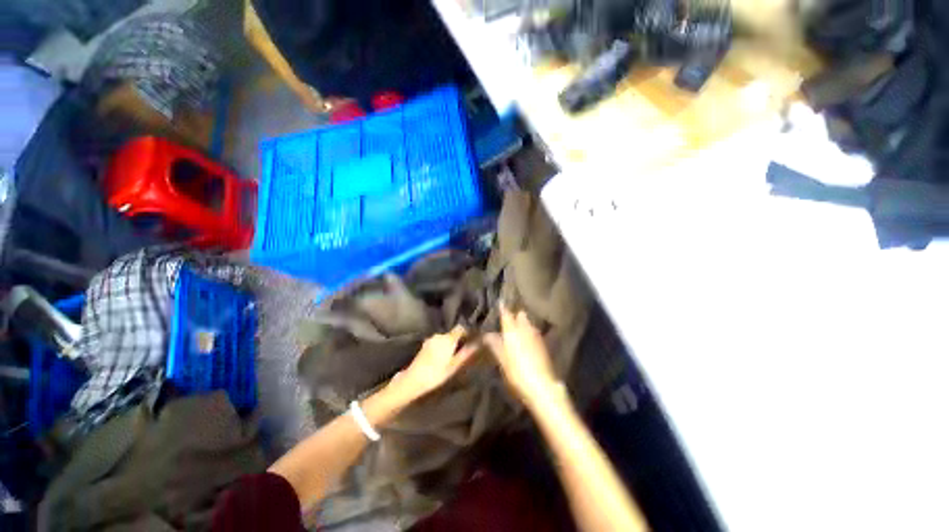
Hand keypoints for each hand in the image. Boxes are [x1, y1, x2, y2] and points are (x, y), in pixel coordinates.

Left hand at [393, 326, 478, 399]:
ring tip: (457, 356)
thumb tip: (479, 343)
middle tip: (468, 351)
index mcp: (447, 339)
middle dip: (460, 340)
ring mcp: (429, 341)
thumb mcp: (454, 366)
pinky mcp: (424, 347)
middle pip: (452, 334)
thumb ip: (467, 353)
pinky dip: (443, 348)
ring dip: (451, 345)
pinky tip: (445, 359)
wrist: (414, 380)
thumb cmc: (436, 374)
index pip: (461, 328)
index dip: (469, 333)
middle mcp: (438, 336)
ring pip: (445, 339)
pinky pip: (438, 344)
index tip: (475, 340)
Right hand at [485, 305, 561, 407]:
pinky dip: (529, 332)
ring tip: (515, 325)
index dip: (503, 307)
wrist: (542, 385)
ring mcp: (537, 337)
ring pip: (529, 324)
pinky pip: (534, 333)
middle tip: (507, 315)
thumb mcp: (502, 360)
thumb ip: (495, 345)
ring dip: (523, 323)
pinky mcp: (544, 346)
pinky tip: (525, 338)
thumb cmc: (517, 373)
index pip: (507, 314)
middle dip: (515, 314)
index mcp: (513, 331)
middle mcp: (527, 330)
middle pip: (521, 317)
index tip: (500, 300)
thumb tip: (487, 334)